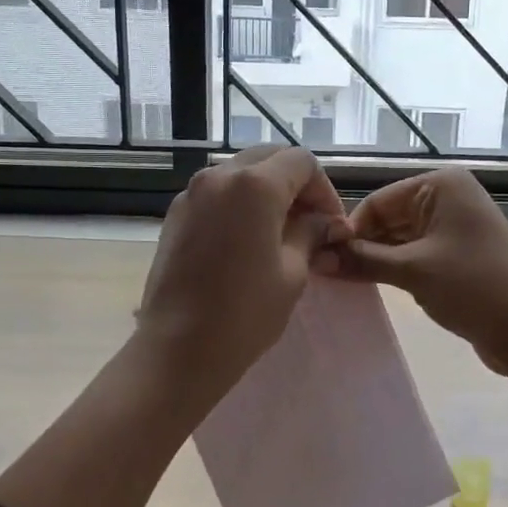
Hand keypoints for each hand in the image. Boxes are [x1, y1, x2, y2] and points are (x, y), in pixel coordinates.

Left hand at [135, 146, 345, 406]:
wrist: (178, 348)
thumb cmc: (245, 313)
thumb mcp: (292, 272)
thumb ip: (311, 233)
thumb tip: (326, 222)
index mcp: (255, 184)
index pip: (302, 162)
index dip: (324, 189)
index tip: (331, 224)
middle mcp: (220, 175)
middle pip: (269, 158)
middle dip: (295, 184)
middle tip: (310, 223)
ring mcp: (192, 192)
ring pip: (240, 172)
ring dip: (267, 191)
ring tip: (280, 232)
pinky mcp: (176, 213)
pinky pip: (217, 192)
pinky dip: (239, 203)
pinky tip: (247, 240)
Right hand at [321, 169, 507, 375]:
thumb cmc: (473, 288)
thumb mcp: (412, 271)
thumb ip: (362, 260)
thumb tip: (316, 258)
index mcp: (442, 185)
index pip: (379, 200)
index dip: (351, 229)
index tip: (323, 258)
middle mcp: (449, 197)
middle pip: (389, 217)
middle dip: (362, 245)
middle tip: (328, 274)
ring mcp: (456, 226)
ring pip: (400, 238)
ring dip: (376, 259)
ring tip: (344, 282)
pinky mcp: (459, 254)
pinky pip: (416, 254)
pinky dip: (395, 268)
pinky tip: (373, 286)